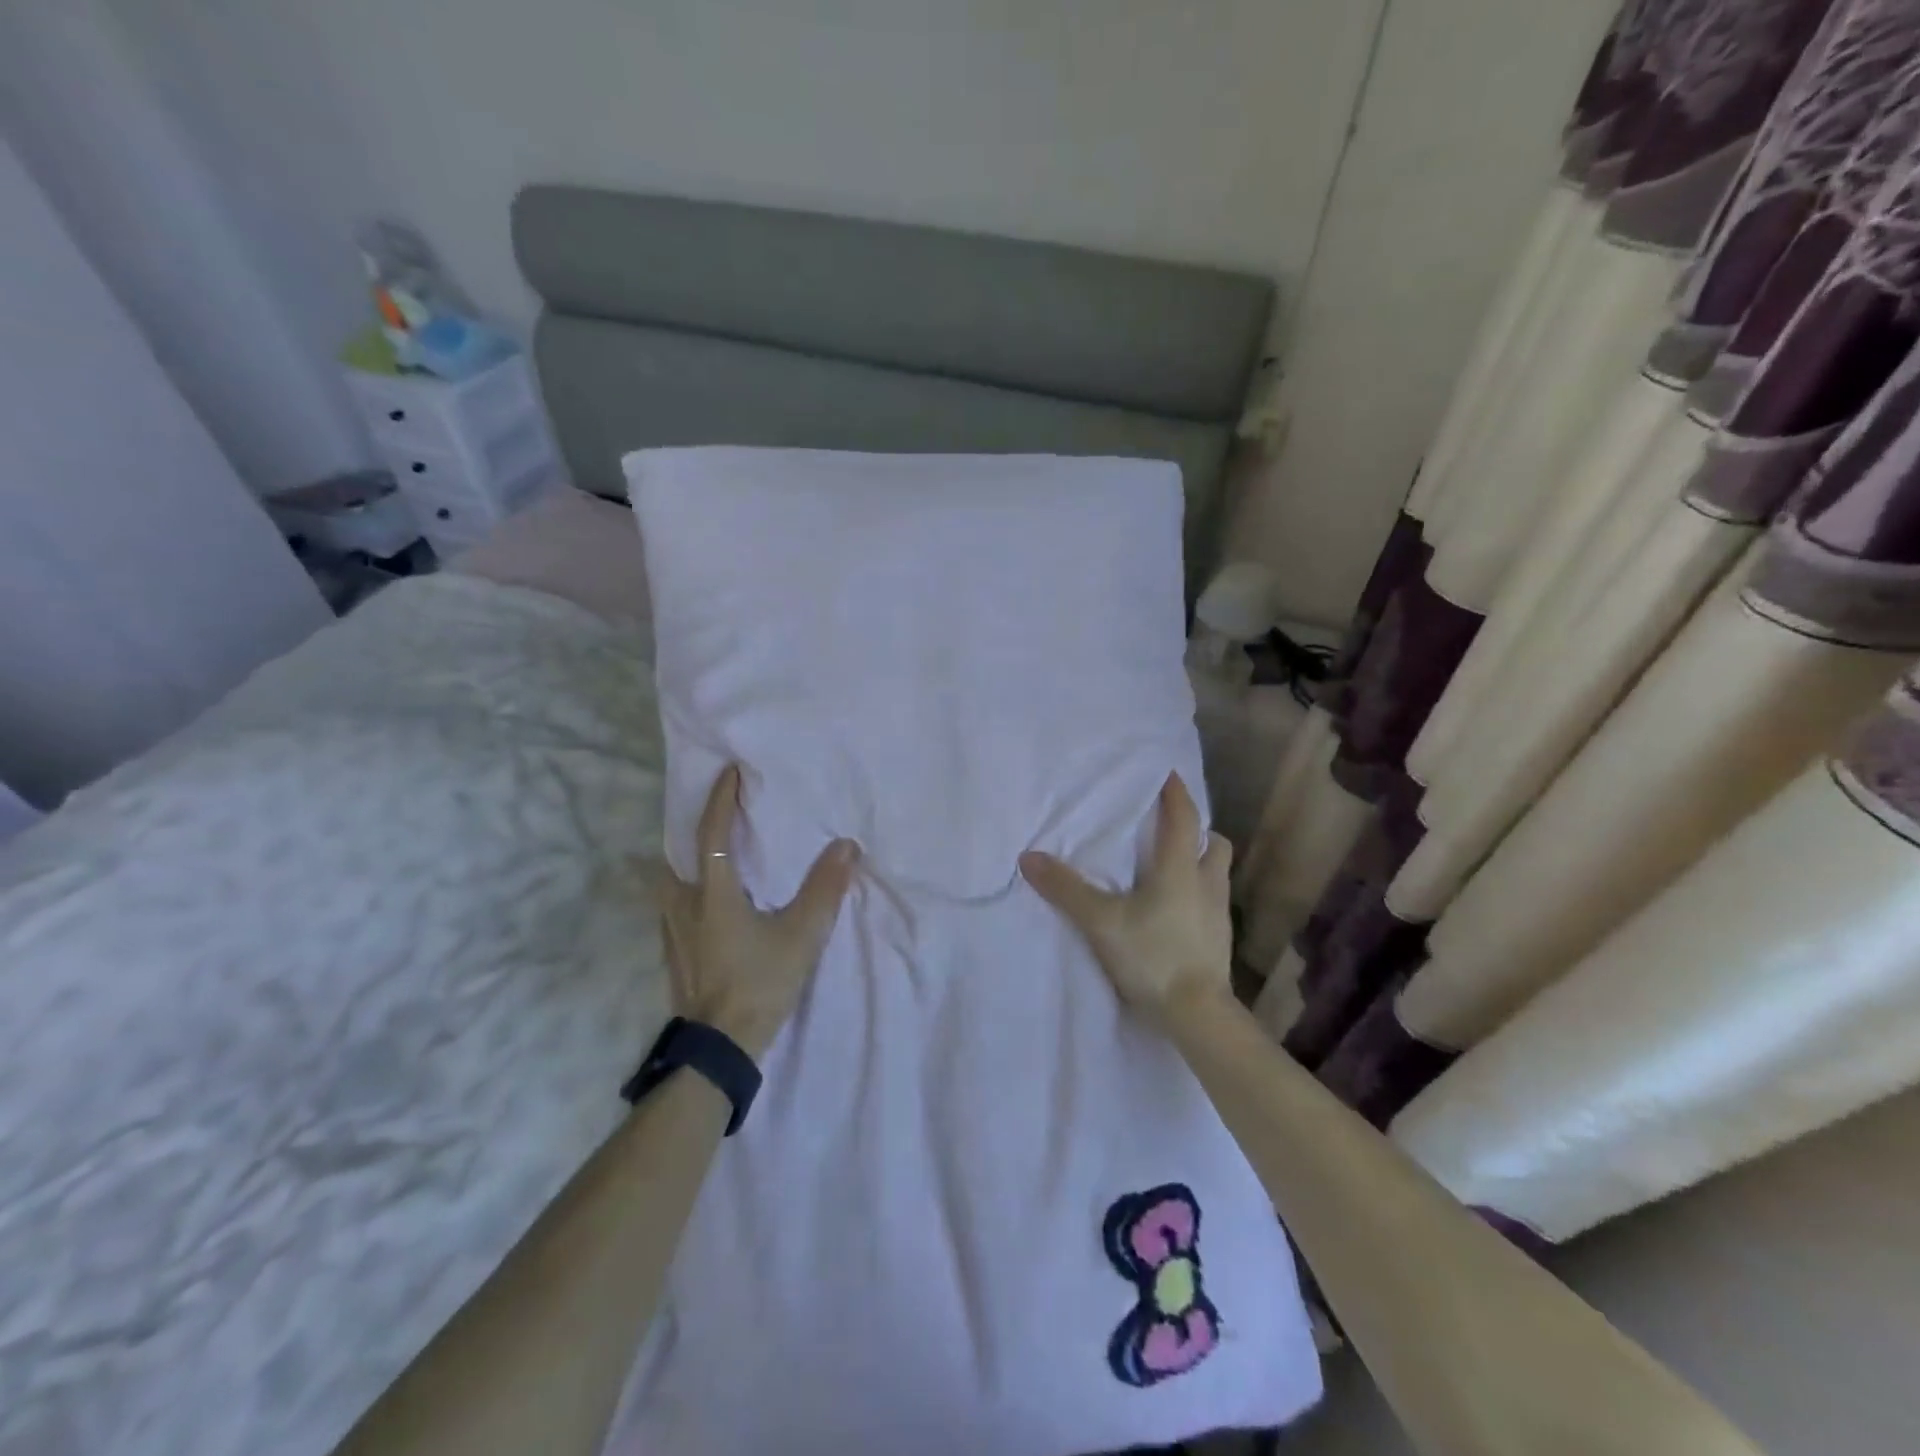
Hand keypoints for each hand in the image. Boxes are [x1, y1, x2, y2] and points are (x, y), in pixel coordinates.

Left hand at [657, 765, 859, 1059]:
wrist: (720, 1049)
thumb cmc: (759, 984)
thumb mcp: (801, 935)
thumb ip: (824, 889)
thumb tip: (846, 846)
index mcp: (712, 893)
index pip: (712, 833)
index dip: (721, 799)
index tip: (728, 771)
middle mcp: (684, 906)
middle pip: (676, 857)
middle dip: (693, 833)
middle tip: (718, 820)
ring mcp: (674, 935)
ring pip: (669, 887)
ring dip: (686, 866)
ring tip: (712, 862)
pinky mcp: (675, 958)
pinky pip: (675, 911)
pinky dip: (687, 896)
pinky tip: (707, 909)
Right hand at [1019, 774, 1233, 1028]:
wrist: (1197, 1015)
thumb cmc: (1152, 957)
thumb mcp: (1101, 922)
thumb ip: (1066, 889)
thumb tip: (1028, 857)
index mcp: (1181, 869)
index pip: (1184, 818)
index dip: (1176, 793)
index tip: (1168, 773)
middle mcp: (1206, 883)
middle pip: (1213, 843)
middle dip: (1196, 830)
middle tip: (1170, 828)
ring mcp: (1217, 914)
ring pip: (1215, 873)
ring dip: (1198, 861)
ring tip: (1171, 866)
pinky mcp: (1219, 940)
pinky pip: (1211, 901)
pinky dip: (1196, 893)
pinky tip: (1174, 909)